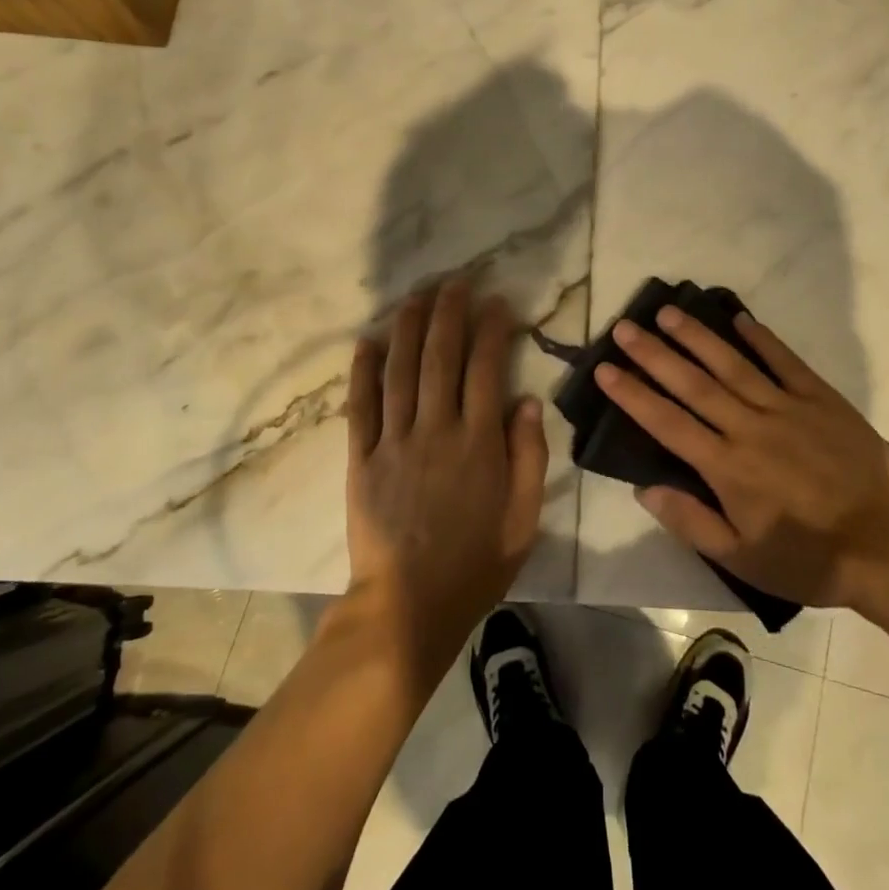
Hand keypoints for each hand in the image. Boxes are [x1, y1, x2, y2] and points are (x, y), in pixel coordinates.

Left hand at [345, 278, 548, 686]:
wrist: (407, 608)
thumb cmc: (474, 564)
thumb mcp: (522, 519)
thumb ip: (528, 456)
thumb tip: (526, 400)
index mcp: (477, 443)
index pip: (486, 369)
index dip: (492, 329)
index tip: (496, 302)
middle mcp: (435, 430)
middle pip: (440, 357)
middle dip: (448, 312)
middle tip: (455, 281)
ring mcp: (393, 442)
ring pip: (399, 371)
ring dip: (407, 328)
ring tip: (415, 295)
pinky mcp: (360, 459)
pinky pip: (360, 407)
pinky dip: (362, 371)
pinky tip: (366, 341)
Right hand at [594, 306, 888, 608]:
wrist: (886, 549)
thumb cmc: (807, 559)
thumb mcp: (742, 558)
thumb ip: (691, 521)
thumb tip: (644, 488)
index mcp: (727, 467)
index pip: (667, 422)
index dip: (632, 394)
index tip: (605, 369)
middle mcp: (749, 428)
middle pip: (693, 384)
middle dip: (654, 354)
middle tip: (625, 327)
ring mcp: (787, 408)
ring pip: (733, 364)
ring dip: (698, 337)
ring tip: (668, 312)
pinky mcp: (821, 399)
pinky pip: (785, 362)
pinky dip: (762, 339)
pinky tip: (740, 317)